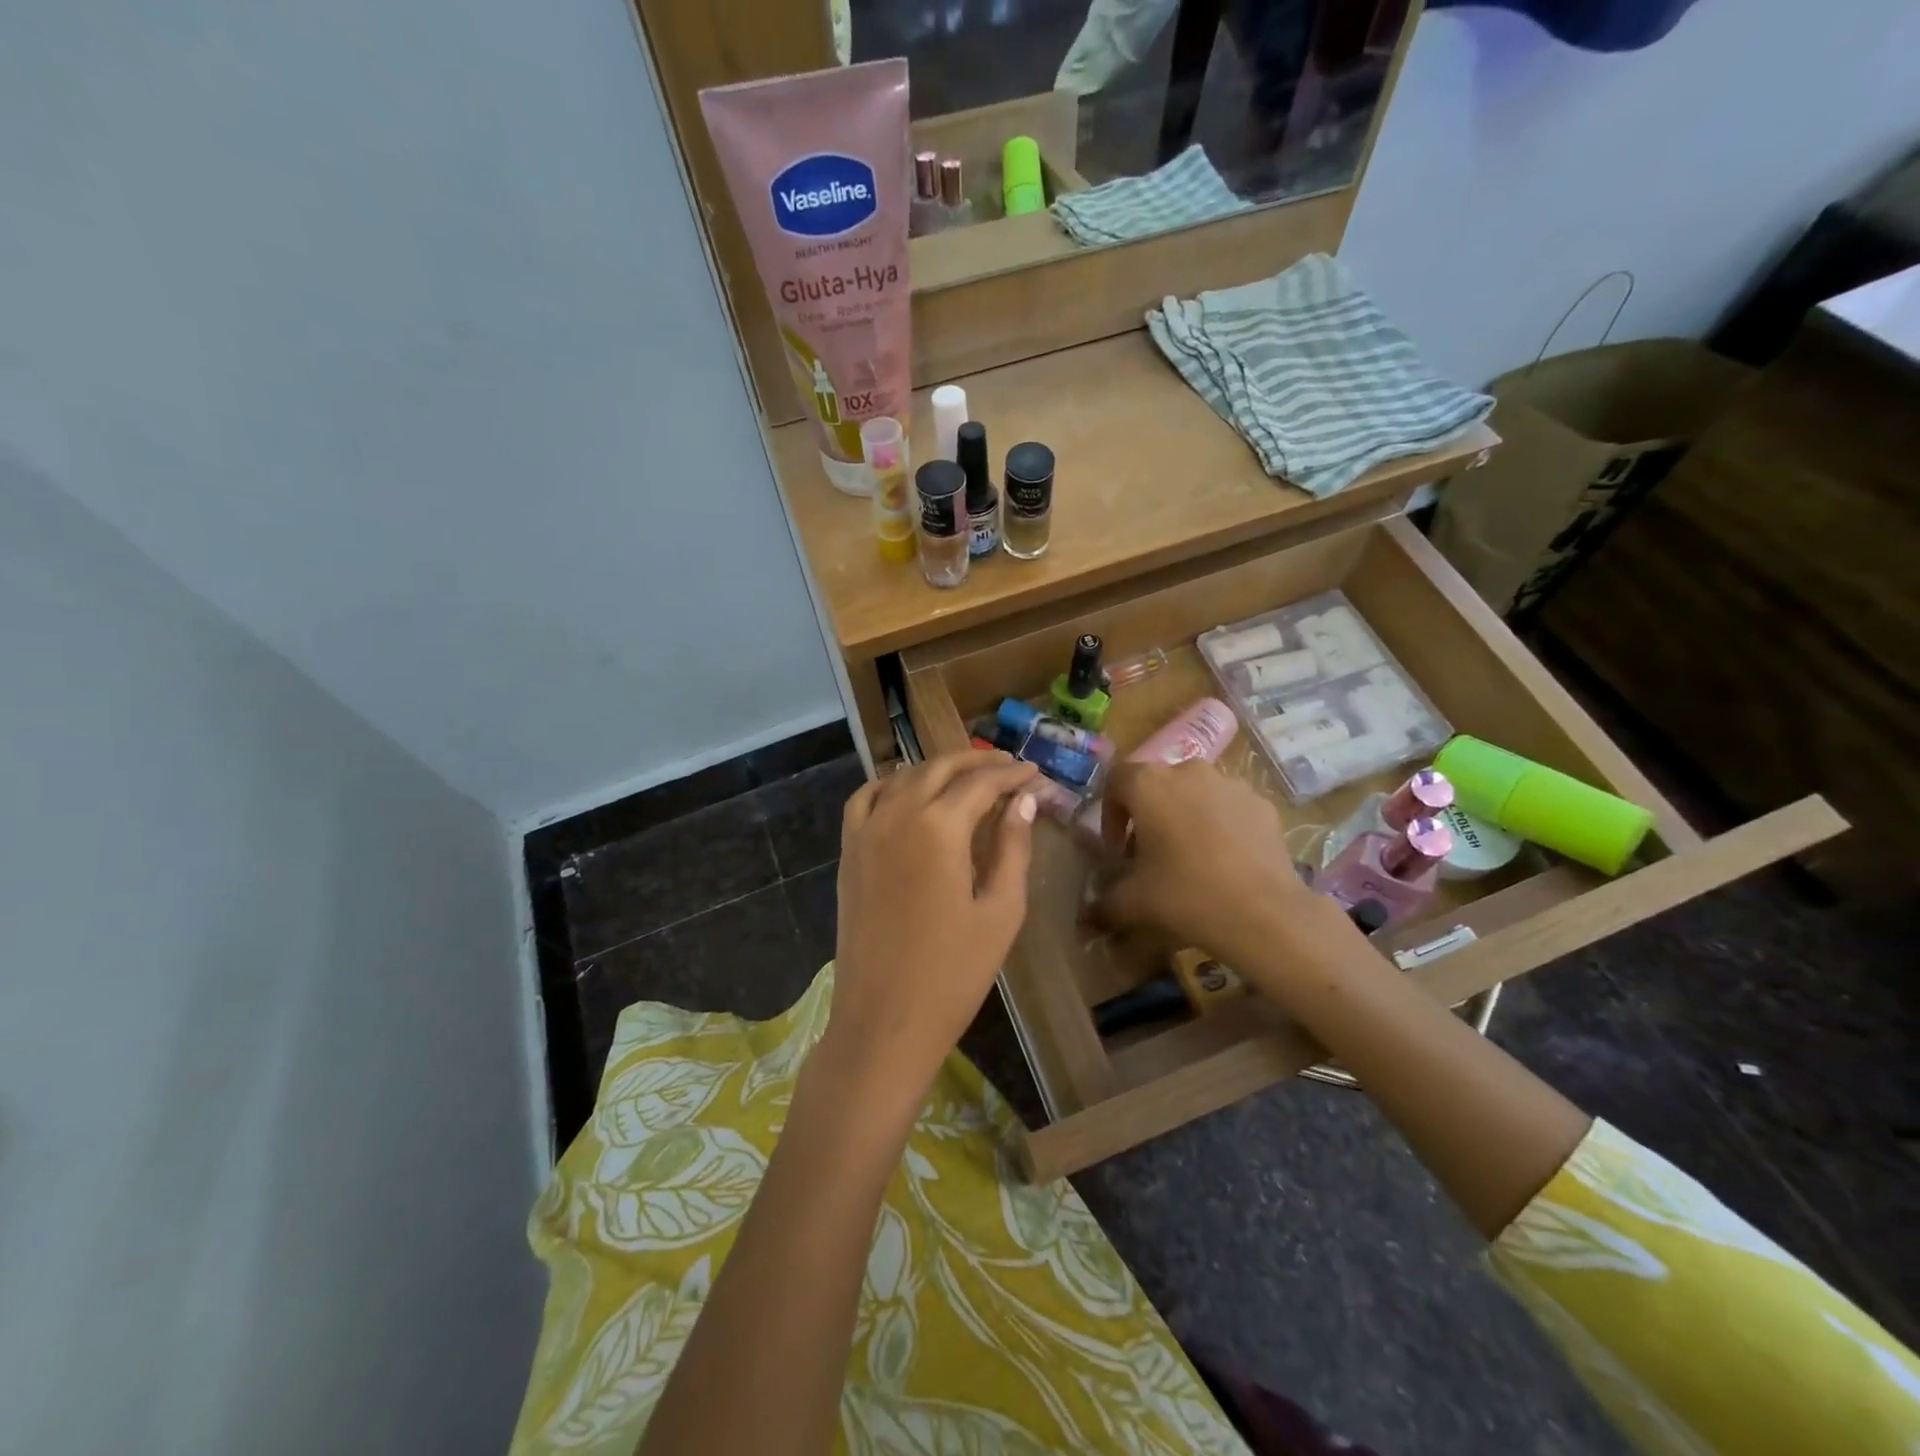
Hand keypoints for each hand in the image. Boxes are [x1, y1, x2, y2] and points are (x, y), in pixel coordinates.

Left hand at [820, 750, 1040, 1114]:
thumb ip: (1013, 847)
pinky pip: (866, 798)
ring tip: (969, 776)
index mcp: (940, 827)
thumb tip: (1023, 801)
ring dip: (939, 768)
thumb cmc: (953, 973)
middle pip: (941, 767)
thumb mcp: (1001, 911)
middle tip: (1010, 767)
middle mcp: (898, 815)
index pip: (982, 782)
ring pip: (904, 777)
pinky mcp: (849, 852)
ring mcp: (866, 831)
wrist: (884, 1021)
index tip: (1037, 774)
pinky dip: (891, 784)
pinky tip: (909, 792)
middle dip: (979, 761)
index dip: (1013, 774)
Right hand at [1095, 759, 1358, 988]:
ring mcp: (1230, 784)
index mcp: (1148, 784)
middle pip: (1157, 785)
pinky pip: (1230, 808)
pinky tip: (1226, 863)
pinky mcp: (1262, 804)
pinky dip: (1221, 826)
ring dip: (1185, 817)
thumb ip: (1103, 904)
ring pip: (1196, 794)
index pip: (1116, 780)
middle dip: (1149, 816)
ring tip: (1190, 859)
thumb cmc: (1185, 895)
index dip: (1110, 813)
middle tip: (1150, 855)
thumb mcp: (1132, 903)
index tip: (1117, 850)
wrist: (1263, 914)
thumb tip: (1088, 918)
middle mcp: (1188, 771)